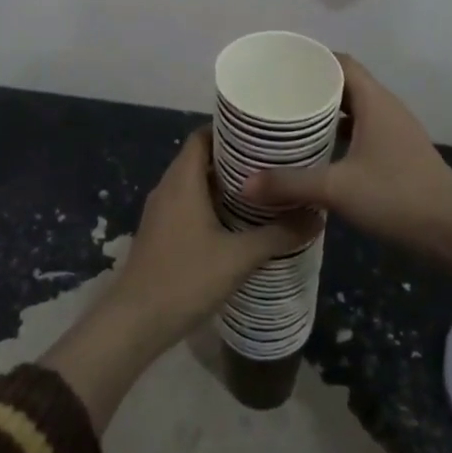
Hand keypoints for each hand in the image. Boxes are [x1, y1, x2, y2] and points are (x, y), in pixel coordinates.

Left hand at [106, 126, 319, 351]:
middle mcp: (168, 187)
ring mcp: (160, 211)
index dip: (229, 130)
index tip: (261, 135)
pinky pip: (188, 204)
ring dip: (224, 184)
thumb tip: (317, 216)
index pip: (202, 135)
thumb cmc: (185, 278)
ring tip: (262, 191)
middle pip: (200, 158)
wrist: (134, 323)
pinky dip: (211, 205)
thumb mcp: (239, 257)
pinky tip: (237, 223)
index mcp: (182, 180)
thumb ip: (278, 235)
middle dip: (234, 158)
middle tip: (272, 163)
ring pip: (194, 183)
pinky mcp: (160, 233)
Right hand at [242, 54, 451, 257]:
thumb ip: (291, 184)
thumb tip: (245, 183)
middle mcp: (386, 109)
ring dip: (326, 112)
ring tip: (290, 121)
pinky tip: (318, 153)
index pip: (341, 63)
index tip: (279, 66)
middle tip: (275, 94)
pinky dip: (340, 134)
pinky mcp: (399, 155)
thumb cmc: (398, 196)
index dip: (311, 59)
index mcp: (375, 102)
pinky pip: (363, 131)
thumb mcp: (338, 189)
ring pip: (355, 110)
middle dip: (312, 87)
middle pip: (346, 84)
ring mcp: (395, 133)